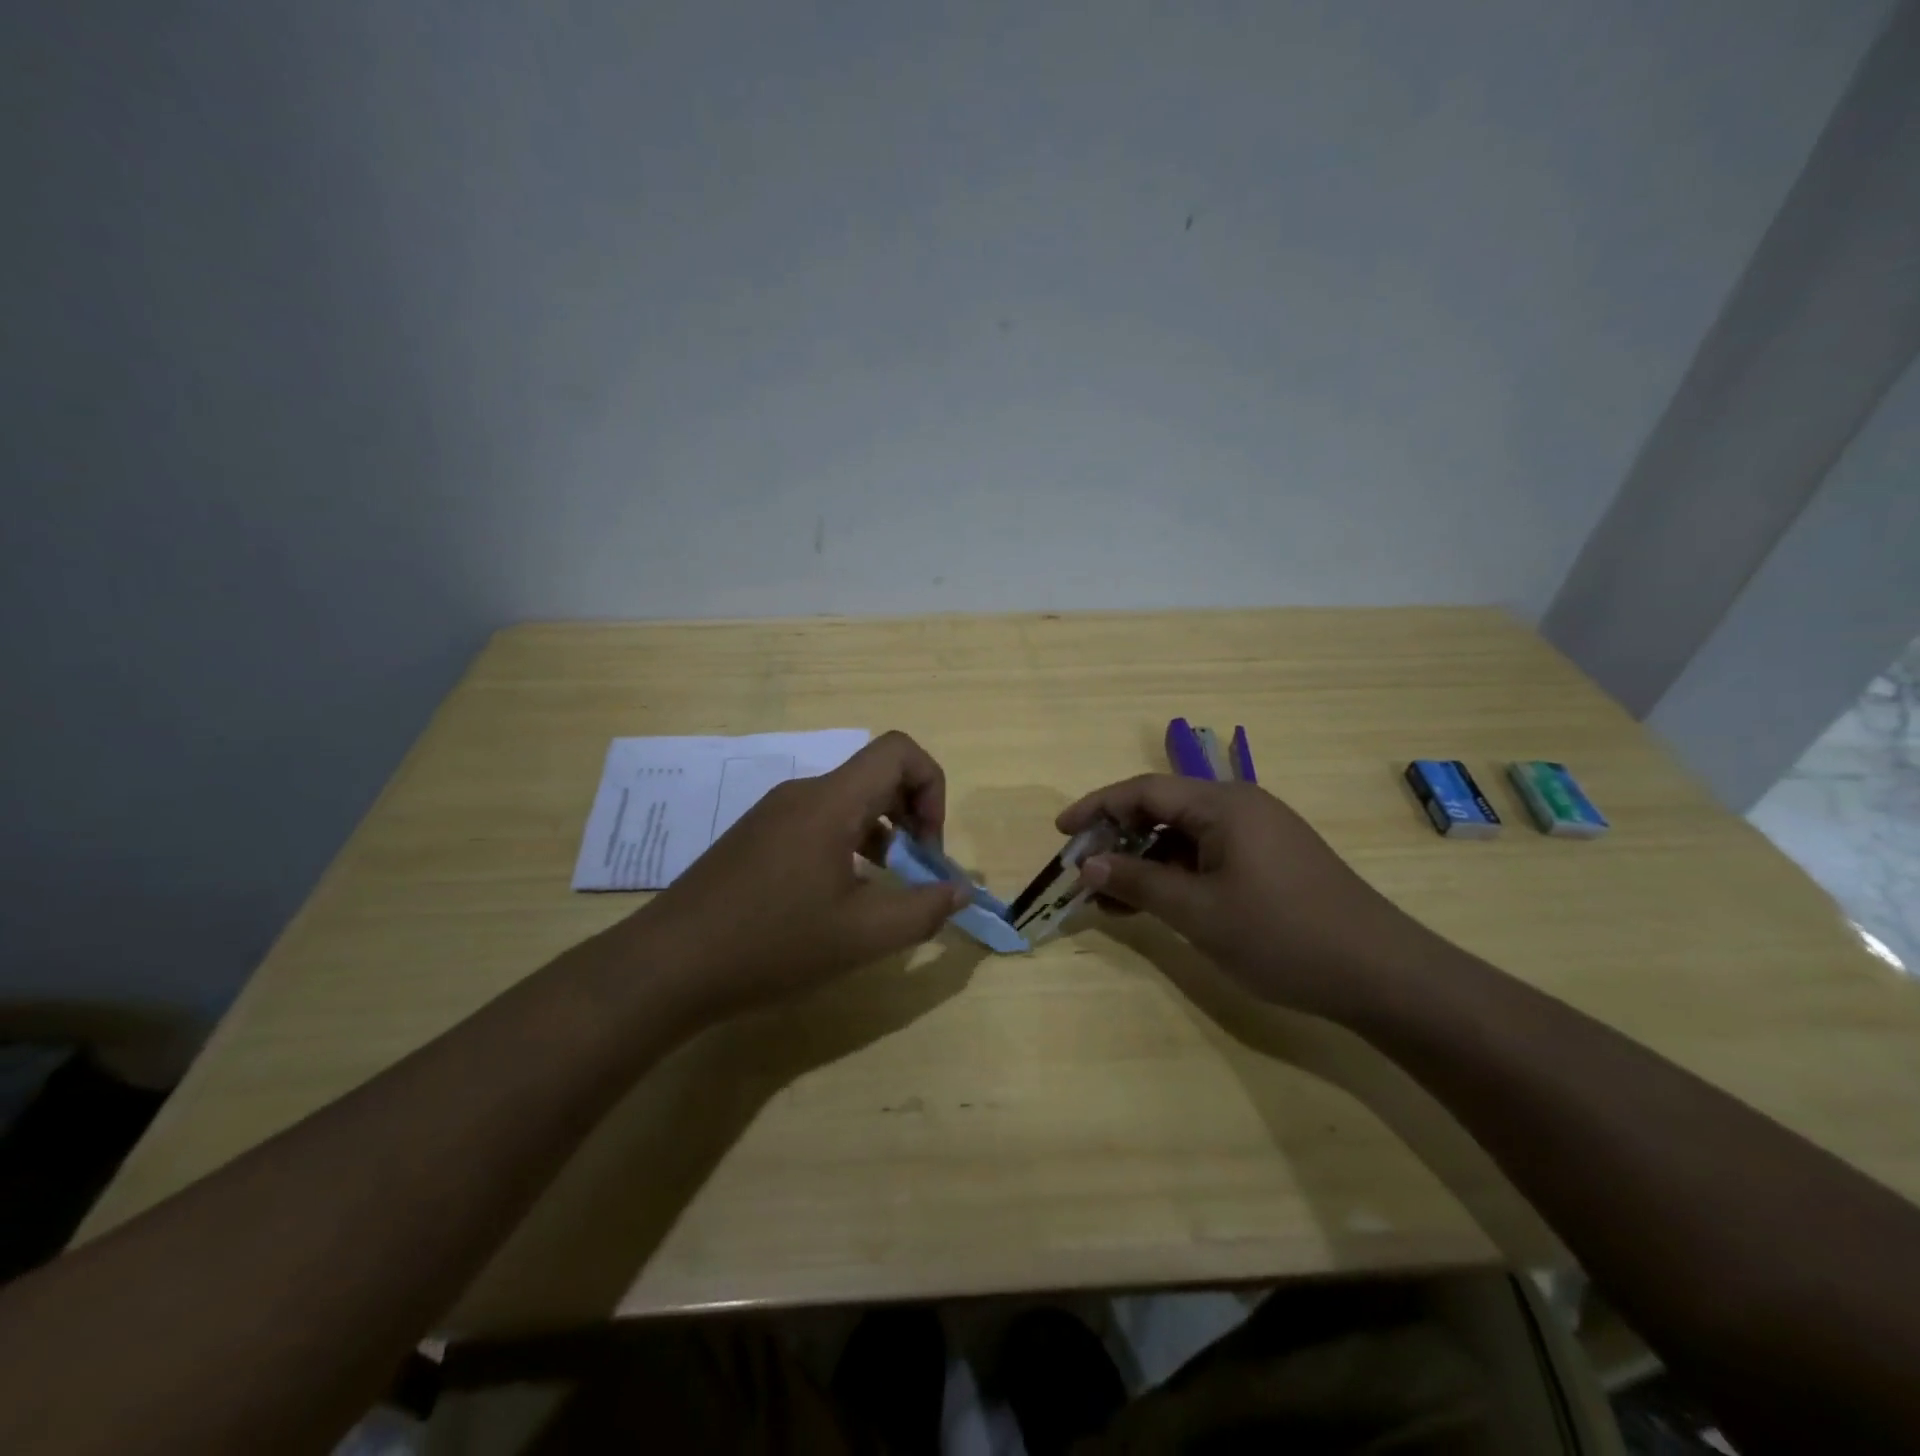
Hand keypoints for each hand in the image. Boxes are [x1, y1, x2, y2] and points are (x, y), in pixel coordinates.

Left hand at [633, 731, 970, 1016]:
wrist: (666, 966)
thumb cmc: (771, 945)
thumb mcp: (861, 936)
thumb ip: (924, 910)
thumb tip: (961, 890)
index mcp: (831, 802)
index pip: (899, 751)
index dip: (932, 787)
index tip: (929, 847)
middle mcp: (802, 793)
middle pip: (876, 775)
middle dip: (913, 816)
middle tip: (916, 872)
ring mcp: (774, 813)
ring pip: (848, 801)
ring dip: (881, 834)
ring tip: (883, 890)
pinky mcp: (755, 837)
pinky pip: (818, 822)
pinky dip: (848, 845)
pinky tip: (838, 897)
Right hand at [1056, 775, 1439, 1020]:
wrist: (1382, 974)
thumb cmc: (1282, 935)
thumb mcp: (1198, 912)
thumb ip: (1138, 883)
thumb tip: (1087, 866)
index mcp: (1223, 804)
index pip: (1143, 791)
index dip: (1096, 807)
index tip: (1061, 833)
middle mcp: (1240, 807)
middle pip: (1162, 810)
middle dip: (1117, 839)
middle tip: (1083, 872)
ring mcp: (1258, 835)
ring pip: (1183, 837)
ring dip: (1144, 863)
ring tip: (1109, 900)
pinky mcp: (1270, 862)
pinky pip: (1207, 856)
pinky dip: (1175, 876)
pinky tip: (1153, 905)